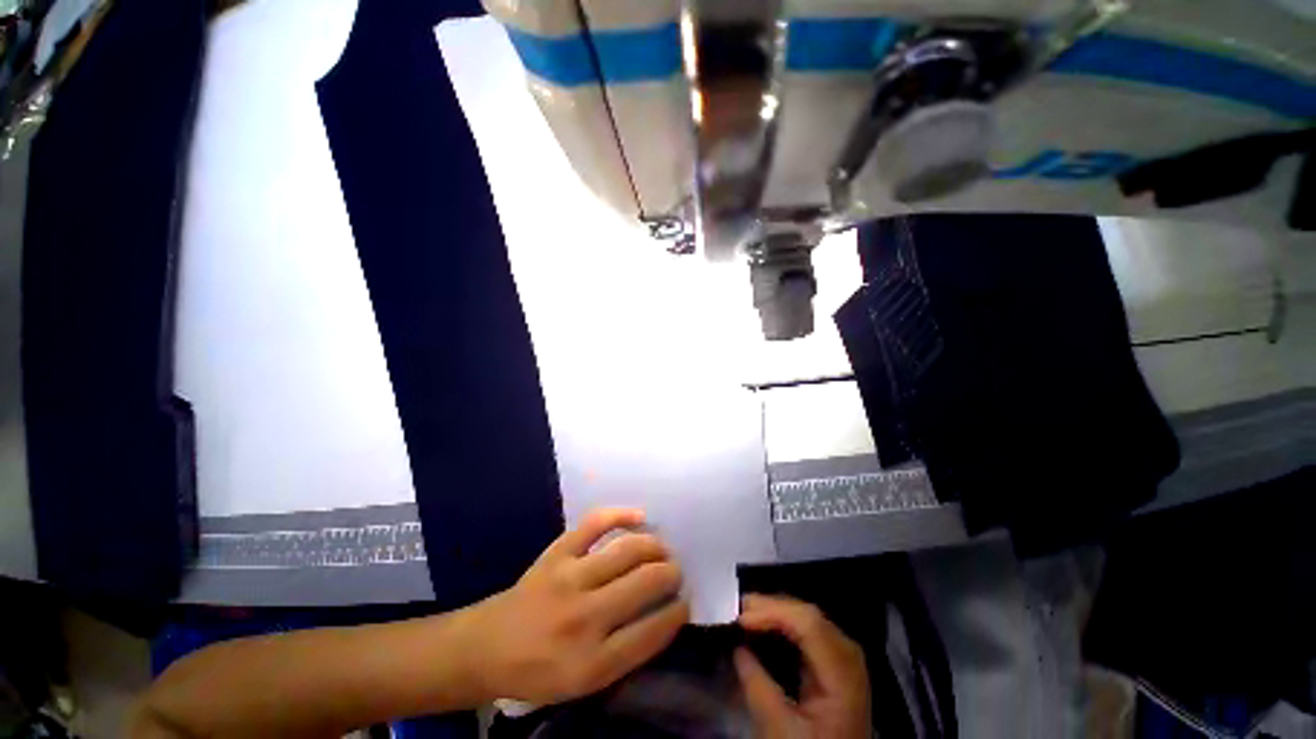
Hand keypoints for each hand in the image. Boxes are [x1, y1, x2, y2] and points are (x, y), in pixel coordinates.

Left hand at [468, 508, 688, 704]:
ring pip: (627, 550)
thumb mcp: (585, 683)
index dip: (677, 612)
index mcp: (593, 662)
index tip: (685, 601)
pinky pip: (595, 523)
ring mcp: (570, 577)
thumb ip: (627, 652)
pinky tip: (640, 517)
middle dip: (670, 574)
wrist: (489, 646)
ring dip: (654, 546)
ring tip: (663, 549)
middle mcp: (584, 617)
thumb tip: (664, 614)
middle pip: (645, 583)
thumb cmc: (541, 670)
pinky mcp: (558, 552)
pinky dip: (621, 514)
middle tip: (676, 572)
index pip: (652, 630)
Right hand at [734, 594, 870, 738]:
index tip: (741, 619)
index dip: (773, 612)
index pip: (809, 624)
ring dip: (775, 612)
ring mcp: (844, 656)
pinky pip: (809, 629)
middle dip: (770, 607)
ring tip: (745, 614)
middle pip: (808, 615)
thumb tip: (737, 648)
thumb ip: (758, 688)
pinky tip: (765, 625)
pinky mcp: (835, 660)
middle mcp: (848, 656)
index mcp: (843, 675)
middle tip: (737, 609)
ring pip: (808, 617)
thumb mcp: (781, 731)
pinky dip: (784, 623)